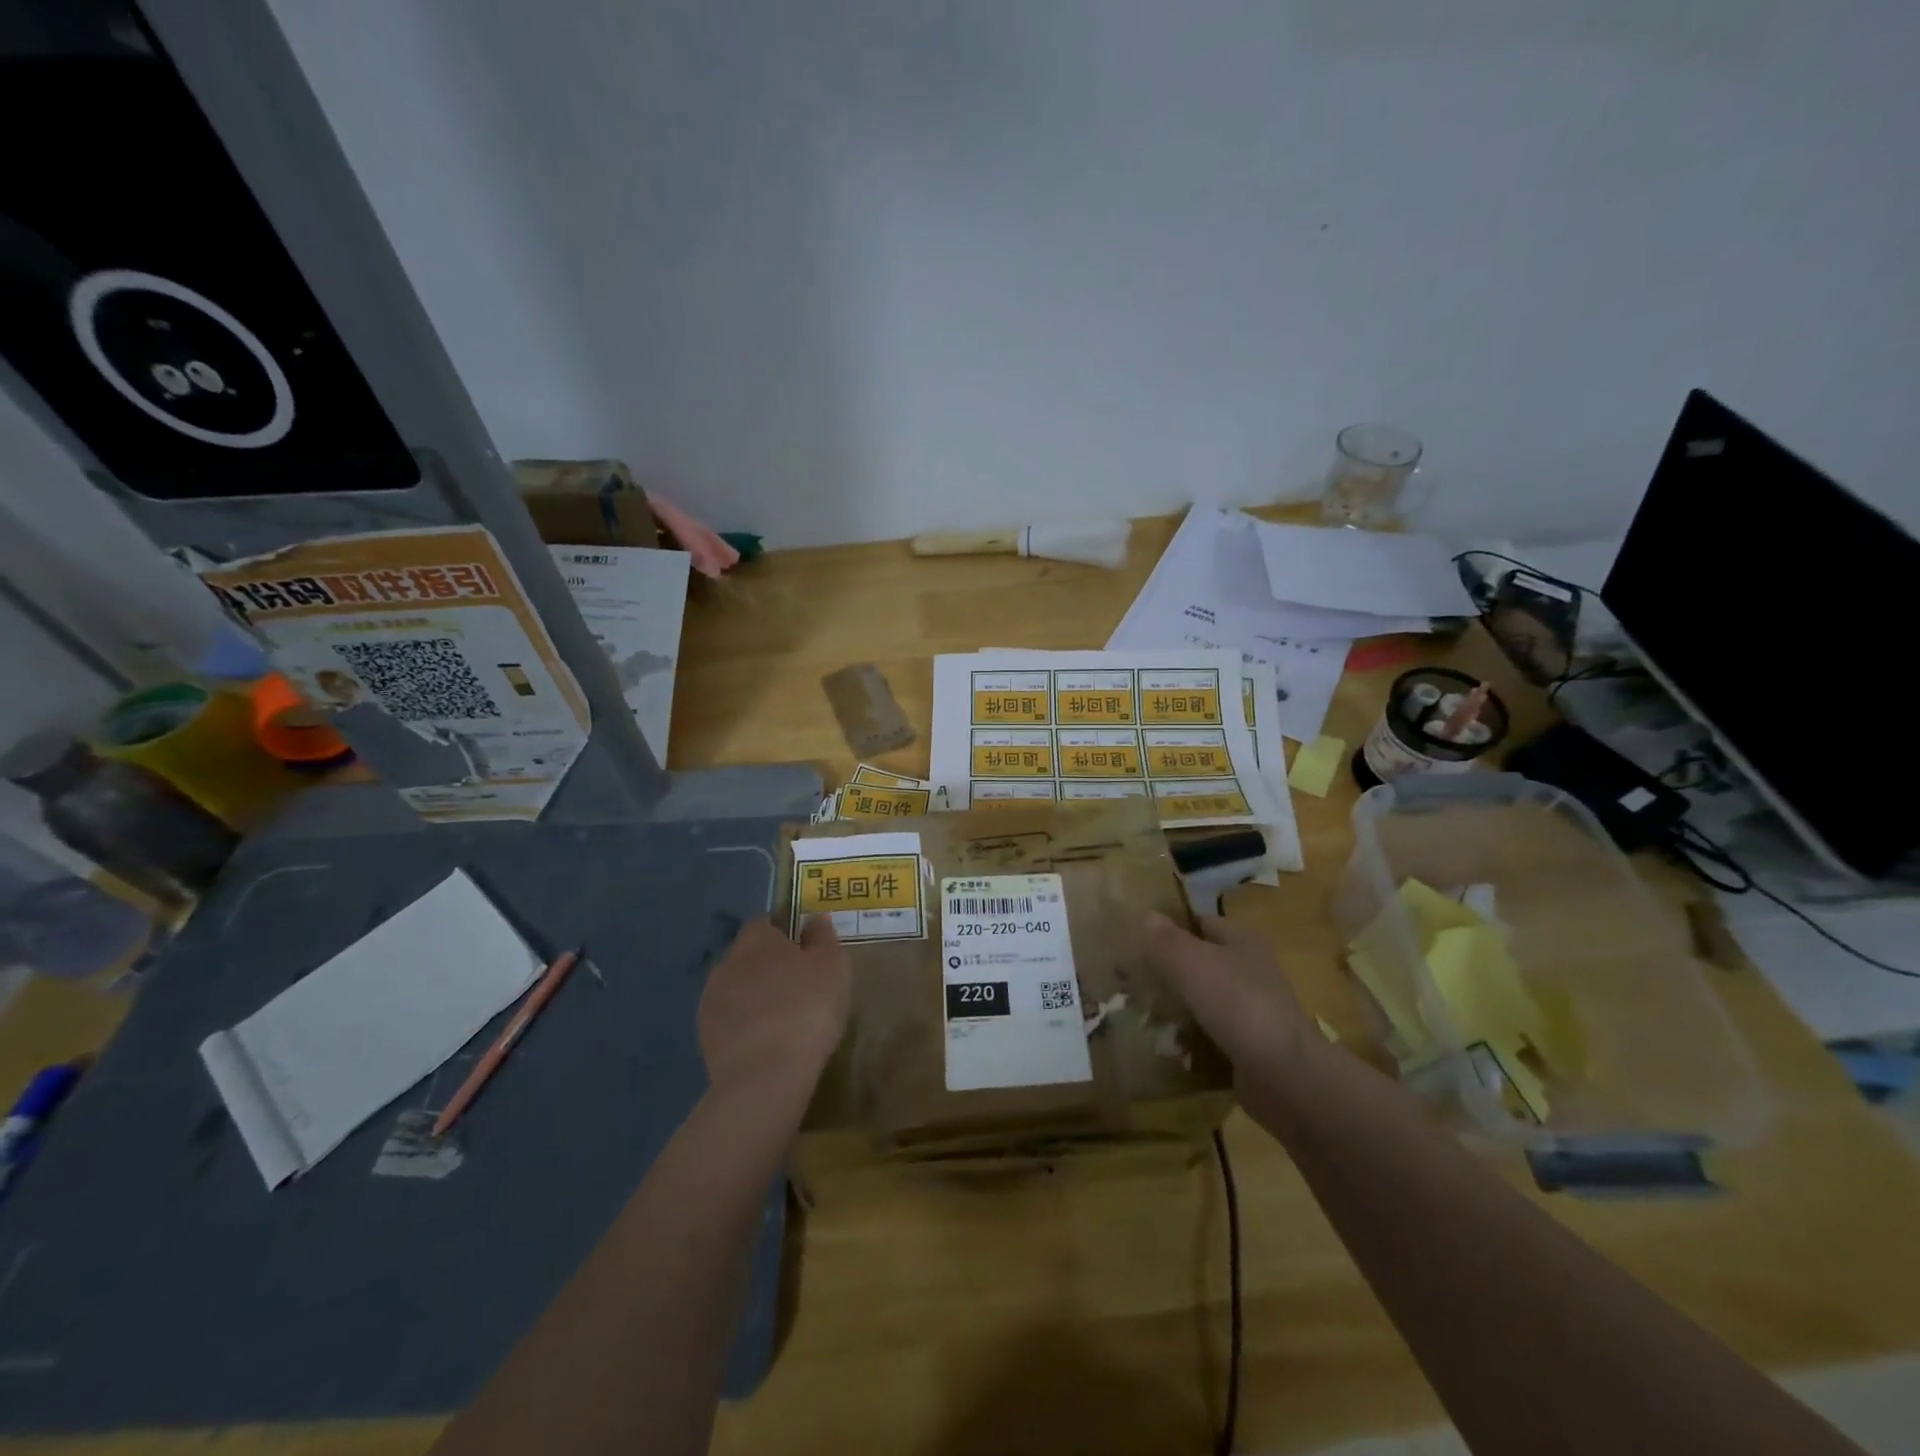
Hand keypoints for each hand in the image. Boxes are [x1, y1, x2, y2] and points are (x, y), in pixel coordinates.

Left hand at [698, 917, 850, 1103]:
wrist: (766, 1076)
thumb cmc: (807, 1009)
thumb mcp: (832, 966)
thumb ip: (823, 938)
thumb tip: (814, 920)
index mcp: (756, 939)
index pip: (765, 923)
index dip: (784, 933)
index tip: (804, 952)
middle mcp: (727, 962)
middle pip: (748, 955)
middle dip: (768, 966)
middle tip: (798, 986)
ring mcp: (710, 1001)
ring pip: (737, 988)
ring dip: (755, 996)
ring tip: (783, 1019)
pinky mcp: (704, 1037)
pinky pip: (730, 1020)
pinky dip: (745, 1025)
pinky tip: (766, 1043)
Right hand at [1144, 911, 1314, 1075]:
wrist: (1284, 1074)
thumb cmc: (1237, 1004)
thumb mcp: (1191, 962)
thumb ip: (1165, 939)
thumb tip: (1144, 915)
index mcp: (1242, 939)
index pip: (1201, 922)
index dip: (1171, 927)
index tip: (1138, 940)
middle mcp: (1252, 968)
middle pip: (1203, 960)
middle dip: (1171, 968)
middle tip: (1133, 977)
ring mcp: (1254, 1008)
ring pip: (1206, 997)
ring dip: (1180, 1004)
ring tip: (1143, 1010)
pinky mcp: (1252, 1044)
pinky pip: (1213, 1031)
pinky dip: (1193, 1036)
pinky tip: (1168, 1042)